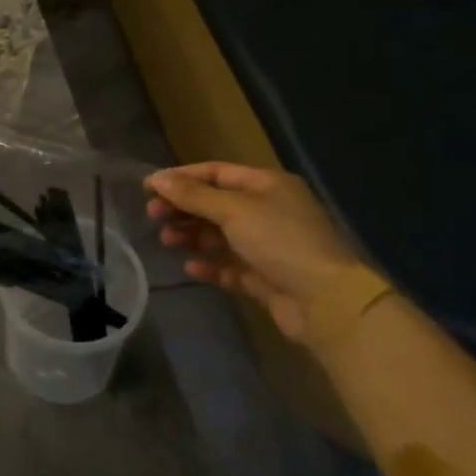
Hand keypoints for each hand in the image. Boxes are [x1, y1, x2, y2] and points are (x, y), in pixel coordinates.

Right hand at [145, 162, 387, 346]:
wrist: (326, 302)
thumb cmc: (280, 242)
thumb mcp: (234, 211)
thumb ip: (193, 195)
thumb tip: (157, 179)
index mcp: (267, 185)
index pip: (216, 172)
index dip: (182, 177)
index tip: (149, 187)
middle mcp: (268, 210)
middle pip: (215, 203)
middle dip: (183, 208)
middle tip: (153, 216)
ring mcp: (267, 245)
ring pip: (219, 234)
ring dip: (191, 235)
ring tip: (167, 241)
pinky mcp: (264, 277)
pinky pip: (229, 265)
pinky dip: (209, 264)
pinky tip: (190, 268)